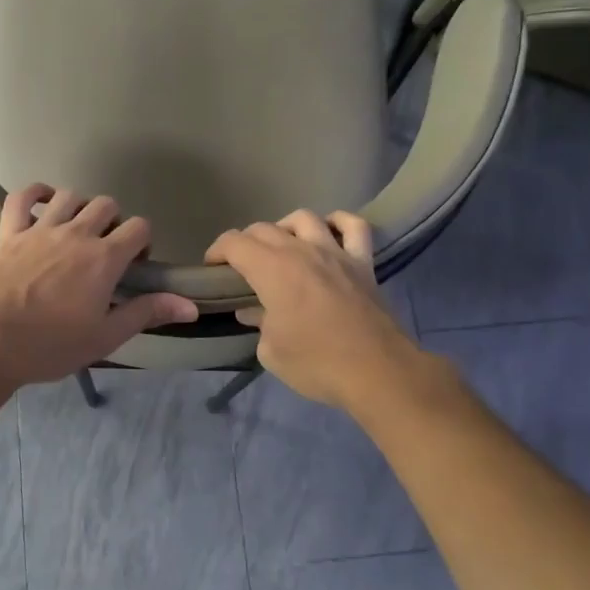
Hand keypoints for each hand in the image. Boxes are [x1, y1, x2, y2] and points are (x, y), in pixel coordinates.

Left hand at [0, 184, 198, 389]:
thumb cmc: (51, 345)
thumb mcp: (106, 336)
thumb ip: (147, 312)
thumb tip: (192, 306)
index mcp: (104, 258)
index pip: (139, 227)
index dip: (143, 241)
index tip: (135, 265)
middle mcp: (76, 233)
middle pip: (106, 204)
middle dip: (114, 221)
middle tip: (106, 249)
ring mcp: (40, 229)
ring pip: (69, 195)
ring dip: (79, 207)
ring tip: (77, 229)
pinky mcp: (9, 233)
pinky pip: (22, 197)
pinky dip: (34, 193)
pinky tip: (43, 202)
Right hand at [205, 210, 420, 411]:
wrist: (377, 372)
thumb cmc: (316, 363)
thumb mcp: (271, 352)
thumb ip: (258, 324)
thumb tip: (253, 312)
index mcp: (272, 270)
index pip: (234, 243)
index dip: (217, 251)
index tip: (212, 269)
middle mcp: (301, 251)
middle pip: (264, 228)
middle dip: (245, 243)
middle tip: (242, 267)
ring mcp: (335, 252)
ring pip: (304, 218)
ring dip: (285, 228)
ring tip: (282, 247)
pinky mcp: (363, 262)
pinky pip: (353, 226)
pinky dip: (338, 222)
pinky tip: (328, 233)